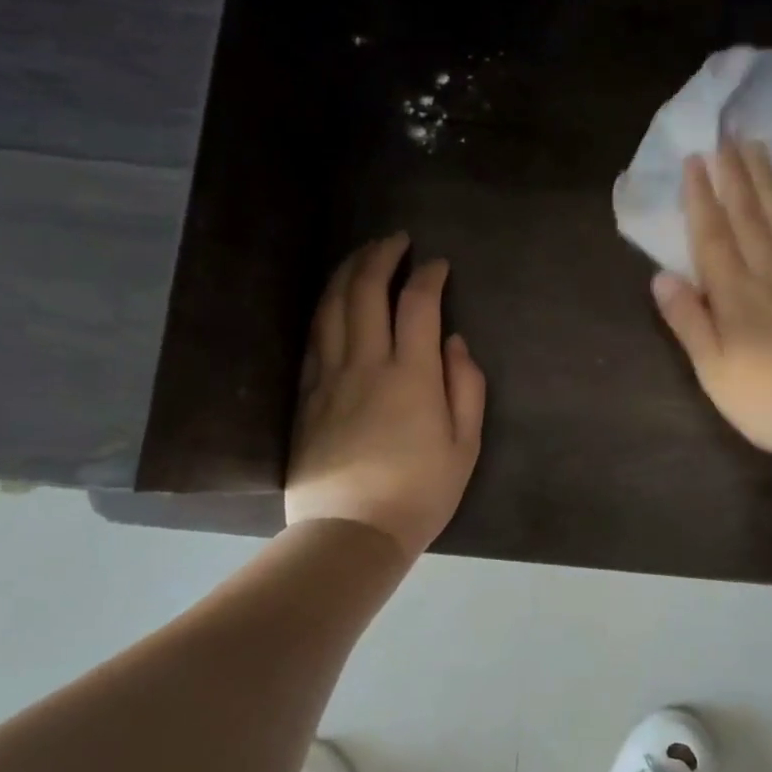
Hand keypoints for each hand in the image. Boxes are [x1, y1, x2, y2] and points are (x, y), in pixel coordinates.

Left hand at [285, 234, 485, 557]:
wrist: (351, 531)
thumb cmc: (420, 493)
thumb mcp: (465, 446)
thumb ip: (466, 387)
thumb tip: (455, 342)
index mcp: (412, 375)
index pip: (417, 304)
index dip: (428, 275)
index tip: (438, 264)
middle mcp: (366, 364)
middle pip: (366, 291)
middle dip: (381, 256)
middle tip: (395, 240)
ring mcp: (329, 376)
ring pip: (332, 306)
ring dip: (347, 271)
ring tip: (362, 254)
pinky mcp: (305, 394)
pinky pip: (313, 336)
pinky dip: (325, 306)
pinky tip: (333, 298)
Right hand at [650, 141, 771, 466]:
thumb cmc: (768, 400)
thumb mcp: (713, 370)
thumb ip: (689, 321)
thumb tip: (661, 276)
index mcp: (735, 296)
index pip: (713, 237)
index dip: (702, 199)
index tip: (696, 160)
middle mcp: (770, 276)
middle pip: (749, 219)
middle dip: (735, 177)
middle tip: (727, 136)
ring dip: (769, 184)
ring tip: (758, 148)